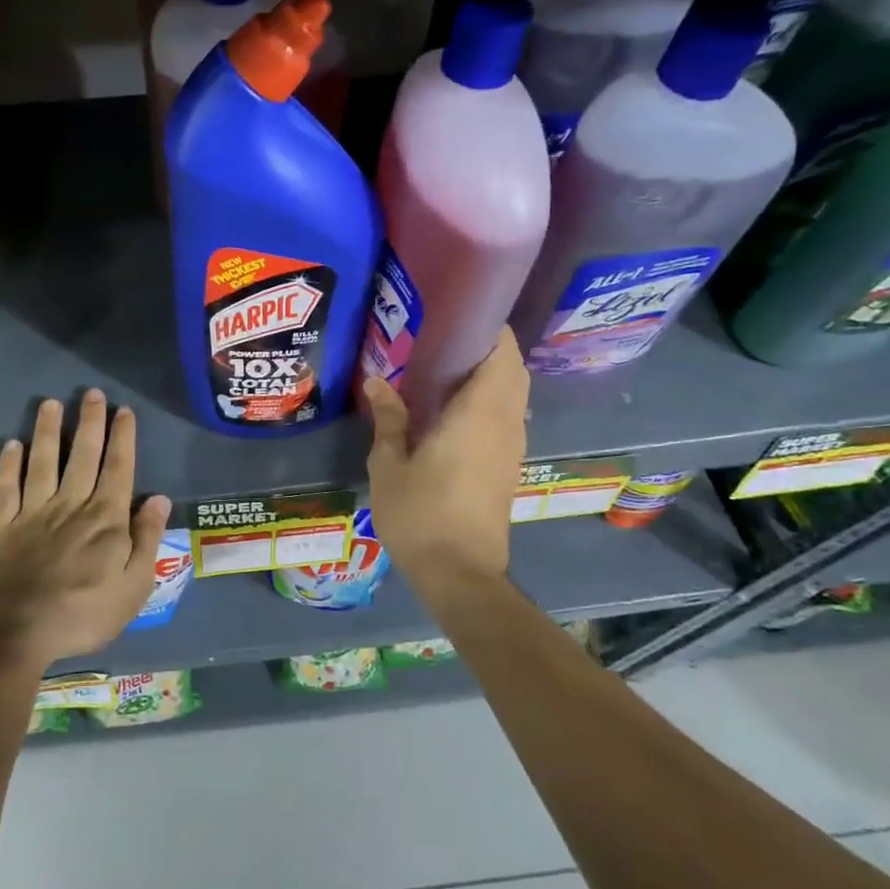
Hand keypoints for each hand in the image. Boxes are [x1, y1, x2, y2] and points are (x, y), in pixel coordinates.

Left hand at [0, 390, 171, 673]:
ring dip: (48, 431)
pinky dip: (8, 465)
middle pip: (83, 456)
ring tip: (51, 404)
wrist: (14, 633)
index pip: (119, 468)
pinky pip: (6, 488)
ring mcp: (33, 513)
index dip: (122, 437)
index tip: (124, 410)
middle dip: (89, 422)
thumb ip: (147, 540)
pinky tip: (11, 445)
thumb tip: (159, 499)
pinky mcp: (3, 527)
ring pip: (43, 462)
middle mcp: (71, 505)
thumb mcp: (133, 587)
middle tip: (91, 393)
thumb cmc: (83, 614)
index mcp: (106, 518)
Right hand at [361, 328, 529, 587]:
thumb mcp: (389, 465)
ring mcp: (511, 446)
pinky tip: (452, 410)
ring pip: (512, 394)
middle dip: (487, 348)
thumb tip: (377, 382)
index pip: (501, 354)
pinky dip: (489, 400)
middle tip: (444, 340)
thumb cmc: (421, 515)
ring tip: (444, 370)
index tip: (459, 313)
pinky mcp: (508, 466)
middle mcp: (505, 423)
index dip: (489, 328)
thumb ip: (389, 419)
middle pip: (512, 370)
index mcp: (478, 414)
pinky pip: (506, 416)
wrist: (461, 574)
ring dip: (489, 375)